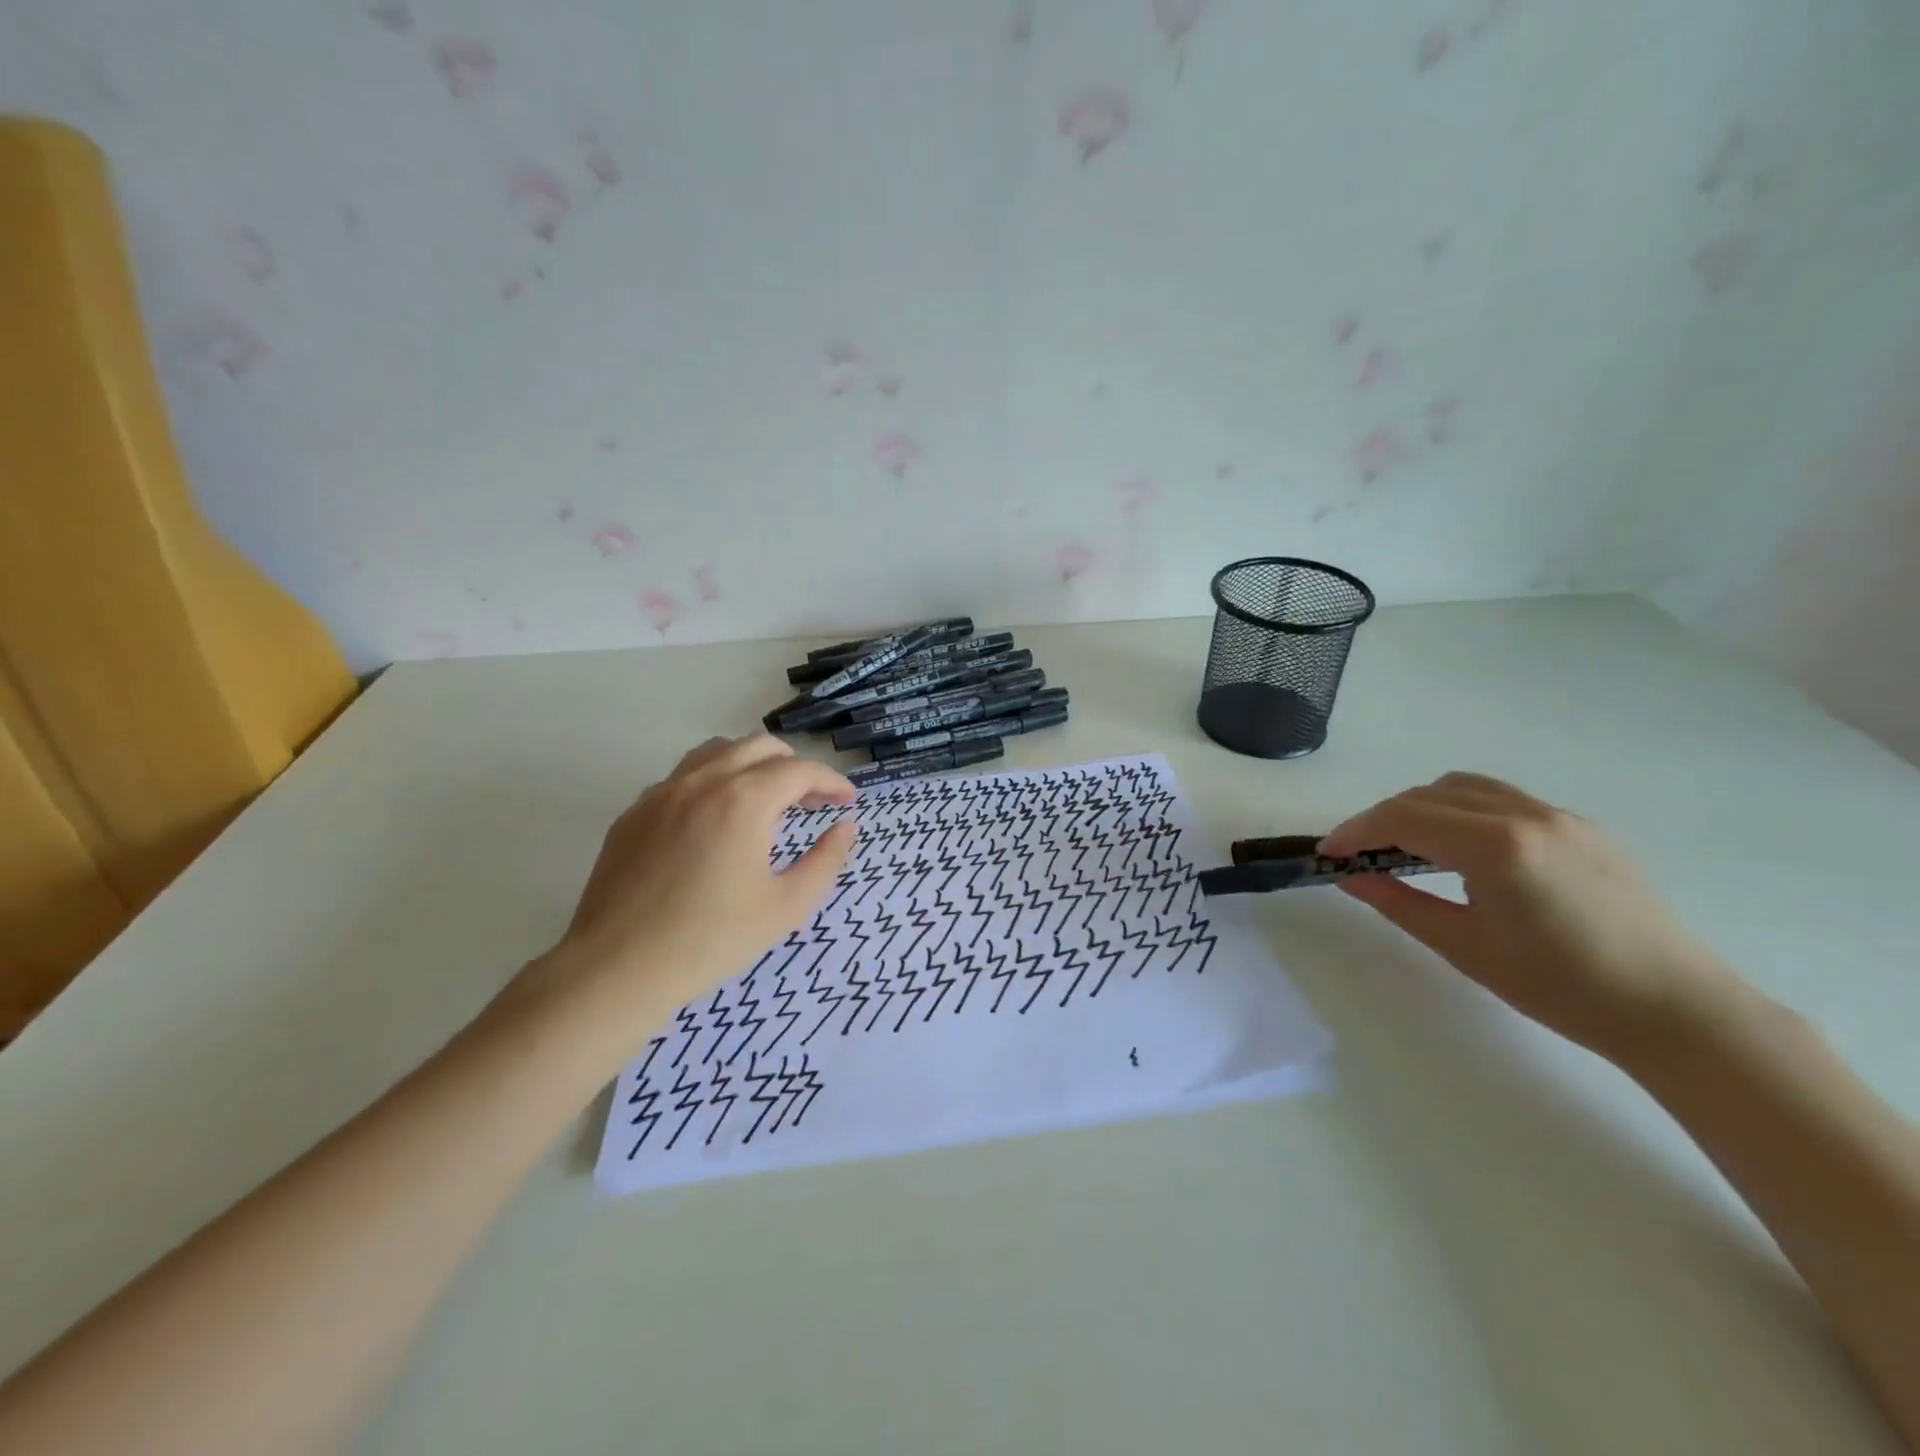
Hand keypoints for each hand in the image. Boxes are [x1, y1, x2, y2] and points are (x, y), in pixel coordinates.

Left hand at [513, 736, 856, 1039]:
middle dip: (794, 767)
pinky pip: (682, 778)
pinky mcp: (633, 813)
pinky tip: (714, 821)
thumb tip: (845, 827)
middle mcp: (703, 781)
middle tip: (812, 801)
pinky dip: (712, 783)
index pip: (800, 770)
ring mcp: (661, 793)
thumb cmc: (712, 939)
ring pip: (716, 752)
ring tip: (766, 799)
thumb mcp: (787, 907)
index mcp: (744, 800)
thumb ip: (826, 860)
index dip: (831, 781)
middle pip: (759, 747)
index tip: (848, 801)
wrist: (617, 968)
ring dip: (751, 765)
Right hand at [1321, 773, 1737, 1059]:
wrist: (1676, 1010)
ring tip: (1404, 846)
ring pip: (1464, 787)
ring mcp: (1559, 816)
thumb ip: (1399, 903)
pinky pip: (1502, 799)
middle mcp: (1526, 815)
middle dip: (1382, 818)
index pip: (1404, 818)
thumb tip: (1350, 877)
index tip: (1328, 853)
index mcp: (1497, 847)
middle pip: (1427, 795)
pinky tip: (1460, 849)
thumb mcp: (1465, 947)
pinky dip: (1461, 810)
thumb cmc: (1562, 989)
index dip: (1356, 831)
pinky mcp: (1580, 826)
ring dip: (1421, 807)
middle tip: (1358, 854)